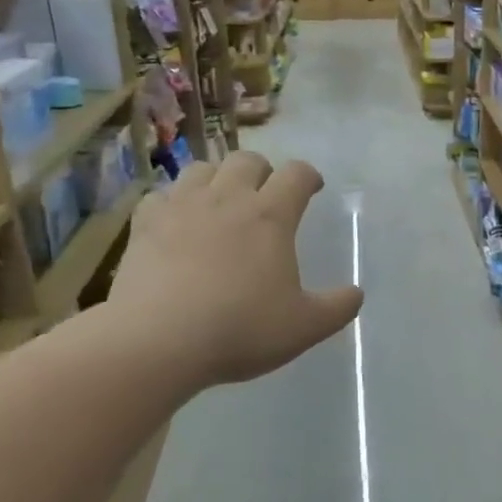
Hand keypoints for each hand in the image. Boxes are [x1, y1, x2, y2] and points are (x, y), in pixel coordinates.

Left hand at [112, 153, 362, 388]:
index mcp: (271, 216)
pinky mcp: (144, 224)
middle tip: (266, 194)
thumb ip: (337, 308)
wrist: (158, 340)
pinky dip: (173, 202)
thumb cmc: (241, 329)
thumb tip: (356, 293)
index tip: (312, 188)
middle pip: (247, 160)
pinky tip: (176, 222)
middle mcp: (227, 198)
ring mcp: (181, 207)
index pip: (297, 174)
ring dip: (218, 178)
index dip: (309, 175)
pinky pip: (161, 195)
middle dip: (263, 171)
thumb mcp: (305, 327)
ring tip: (221, 201)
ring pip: (202, 168)